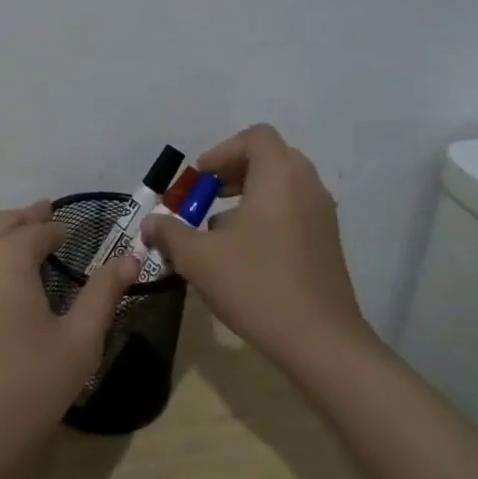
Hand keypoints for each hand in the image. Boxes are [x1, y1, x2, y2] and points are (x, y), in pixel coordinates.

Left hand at [0, 200, 141, 466]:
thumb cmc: (29, 386)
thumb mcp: (79, 340)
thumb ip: (104, 293)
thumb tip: (130, 257)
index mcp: (7, 256)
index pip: (39, 230)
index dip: (60, 229)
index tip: (76, 233)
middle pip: (3, 223)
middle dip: (28, 218)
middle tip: (49, 214)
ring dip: (4, 233)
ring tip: (26, 238)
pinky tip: (0, 277)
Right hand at [140, 124, 370, 369]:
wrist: (321, 341)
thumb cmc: (257, 285)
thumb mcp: (199, 258)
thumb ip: (169, 233)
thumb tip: (149, 224)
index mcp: (279, 177)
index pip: (255, 137)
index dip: (222, 151)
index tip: (201, 178)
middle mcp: (307, 186)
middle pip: (270, 157)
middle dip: (234, 170)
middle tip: (208, 194)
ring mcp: (322, 215)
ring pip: (283, 184)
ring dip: (250, 193)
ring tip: (220, 227)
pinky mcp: (328, 242)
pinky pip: (294, 209)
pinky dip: (268, 213)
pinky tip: (245, 252)